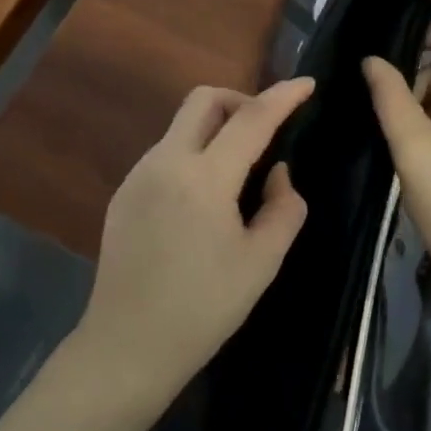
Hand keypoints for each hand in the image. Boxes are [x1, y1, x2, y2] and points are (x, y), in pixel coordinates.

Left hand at [77, 78, 314, 410]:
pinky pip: (166, 153)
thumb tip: (277, 172)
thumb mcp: (262, 262)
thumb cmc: (203, 308)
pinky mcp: (123, 193)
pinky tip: (203, 200)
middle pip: (203, 99)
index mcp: (204, 179)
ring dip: (215, 129)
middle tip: (265, 131)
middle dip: (240, 100)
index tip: (307, 83)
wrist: (127, 347)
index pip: (251, 119)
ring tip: (238, 173)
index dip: (283, 96)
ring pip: (182, 125)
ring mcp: (138, 175)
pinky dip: (194, 155)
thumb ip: (284, 207)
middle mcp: (165, 162)